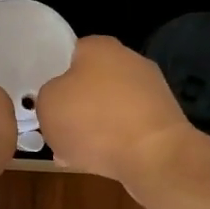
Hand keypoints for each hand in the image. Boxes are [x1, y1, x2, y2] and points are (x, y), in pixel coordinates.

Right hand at [35, 35, 195, 184]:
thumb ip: (47, 96)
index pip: (69, 53)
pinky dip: (114, 142)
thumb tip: (59, 101)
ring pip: (109, 108)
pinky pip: (128, 128)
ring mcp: (151, 89)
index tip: (45, 100)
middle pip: (91, 82)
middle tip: (57, 129)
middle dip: (75, 106)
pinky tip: (100, 162)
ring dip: (93, 128)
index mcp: (99, 46)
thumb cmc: (93, 121)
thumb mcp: (47, 104)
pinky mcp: (164, 119)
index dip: (54, 76)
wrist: (153, 156)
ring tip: (74, 153)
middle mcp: (129, 60)